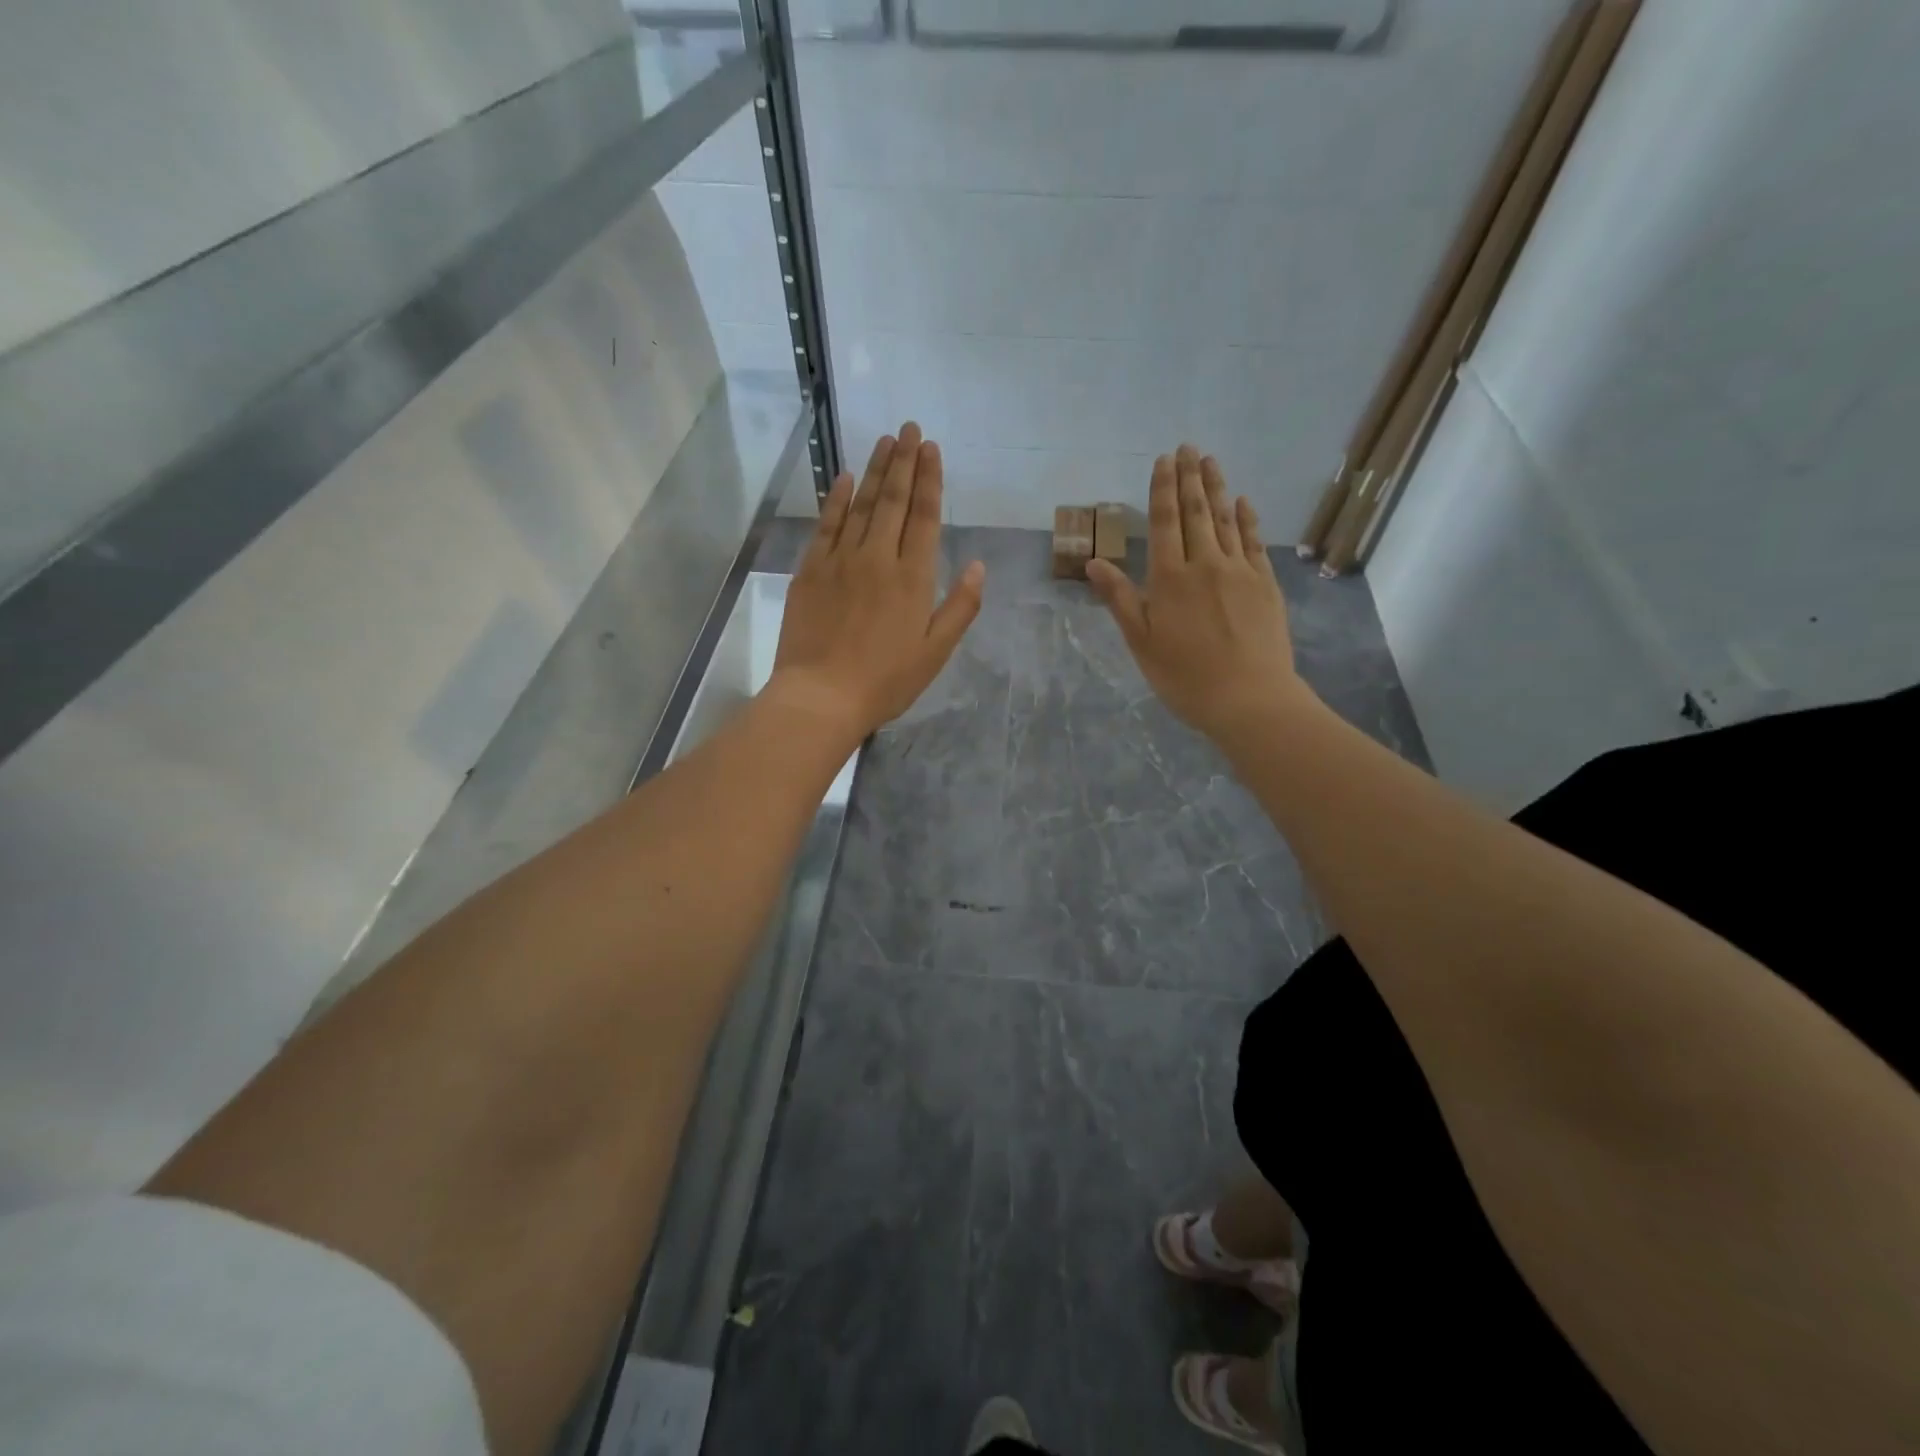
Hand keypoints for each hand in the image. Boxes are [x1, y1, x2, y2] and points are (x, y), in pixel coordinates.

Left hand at [767, 422, 983, 740]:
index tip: (931, 448)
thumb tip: (980, 567)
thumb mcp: (935, 652)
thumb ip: (960, 608)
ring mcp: (841, 561)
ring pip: (861, 504)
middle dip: (904, 461)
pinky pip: (826, 524)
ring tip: (885, 440)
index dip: (929, 480)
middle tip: (909, 428)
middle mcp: (878, 558)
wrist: (822, 696)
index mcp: (913, 578)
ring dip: (875, 470)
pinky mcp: (811, 570)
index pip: (924, 517)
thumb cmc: (886, 681)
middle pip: (893, 501)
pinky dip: (836, 498)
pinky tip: (845, 477)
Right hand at [1085, 445, 1309, 741]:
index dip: (1163, 489)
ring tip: (1210, 461)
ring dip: (1217, 488)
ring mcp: (1240, 571)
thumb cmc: (1185, 676)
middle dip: (1190, 478)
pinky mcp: (1266, 583)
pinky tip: (1243, 502)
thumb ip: (1119, 599)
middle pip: (1196, 512)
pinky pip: (1254, 541)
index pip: (1165, 522)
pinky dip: (1247, 518)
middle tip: (1188, 447)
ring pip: (1226, 520)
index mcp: (1170, 579)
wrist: (1249, 698)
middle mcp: (1205, 564)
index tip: (1163, 460)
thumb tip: (1094, 562)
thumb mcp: (1141, 642)